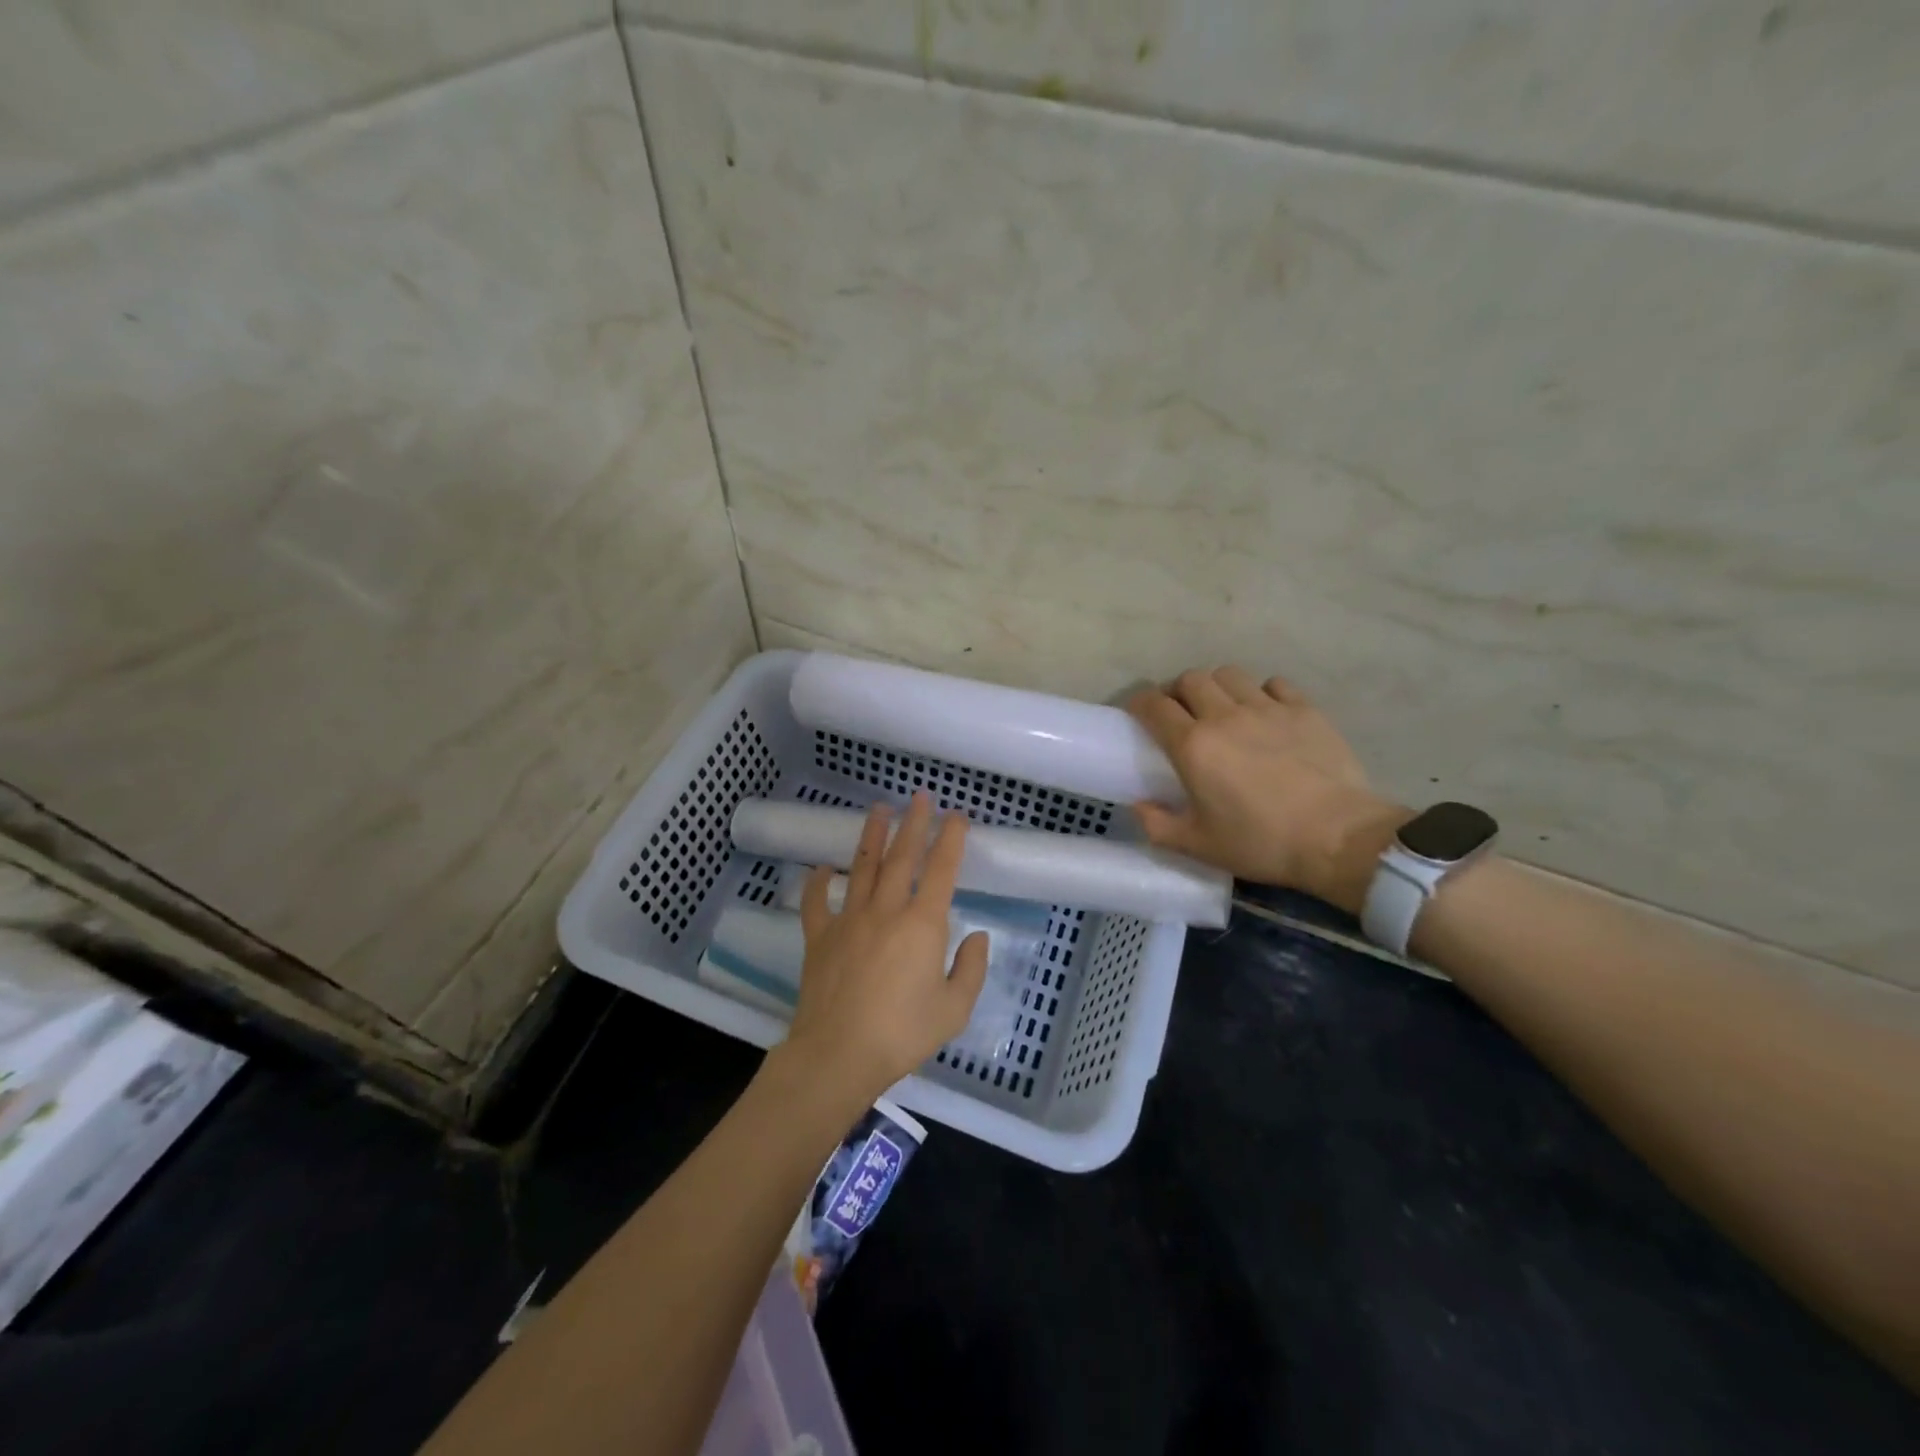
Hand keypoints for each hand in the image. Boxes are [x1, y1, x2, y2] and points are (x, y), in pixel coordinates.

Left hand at [781, 792, 987, 1102]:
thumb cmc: (903, 1033)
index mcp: (923, 924)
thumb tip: (976, 936)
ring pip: (862, 867)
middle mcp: (886, 910)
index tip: (957, 815)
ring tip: (878, 808)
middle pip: (901, 857)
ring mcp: (849, 919)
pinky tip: (822, 866)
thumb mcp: (954, 1009)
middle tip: (919, 796)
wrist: (838, 1054)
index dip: (951, 839)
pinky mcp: (819, 936)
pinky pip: (817, 901)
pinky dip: (818, 881)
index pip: (941, 869)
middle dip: (913, 823)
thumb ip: (971, 968)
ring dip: (872, 835)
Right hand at [1128, 666, 1409, 915]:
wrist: (1337, 838)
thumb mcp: (1198, 846)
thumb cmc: (1261, 843)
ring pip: (1229, 674)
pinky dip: (1262, 692)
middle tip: (1181, 714)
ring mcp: (1268, 708)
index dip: (1139, 703)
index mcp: (1193, 746)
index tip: (1137, 714)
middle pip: (1190, 679)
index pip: (1153, 705)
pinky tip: (1266, 713)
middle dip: (1178, 692)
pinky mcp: (1305, 710)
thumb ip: (1157, 825)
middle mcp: (1225, 716)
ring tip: (1222, 709)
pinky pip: (1274, 684)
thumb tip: (1137, 805)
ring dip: (1217, 687)